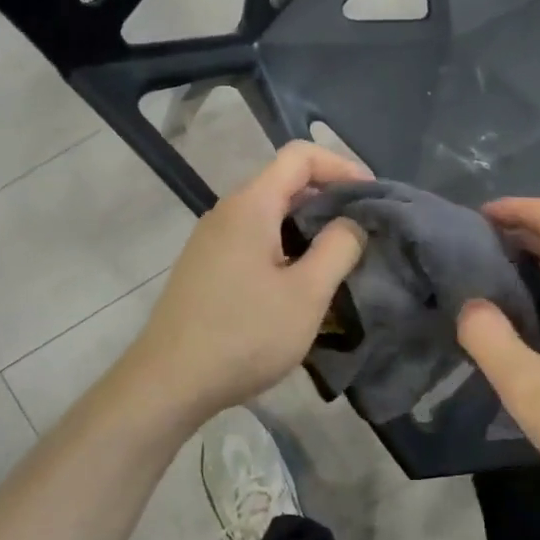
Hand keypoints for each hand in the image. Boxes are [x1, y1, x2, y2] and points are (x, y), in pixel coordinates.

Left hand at [129, 142, 370, 423]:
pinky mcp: (206, 267)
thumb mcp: (307, 294)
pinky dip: (285, 247)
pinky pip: (254, 240)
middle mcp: (227, 212)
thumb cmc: (244, 335)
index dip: (341, 166)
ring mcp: (211, 240)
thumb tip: (352, 221)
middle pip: (284, 183)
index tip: (371, 198)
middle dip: (329, 199)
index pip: (300, 155)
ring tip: (337, 261)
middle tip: (362, 233)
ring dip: (308, 228)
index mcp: (250, 205)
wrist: (168, 383)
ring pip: (270, 215)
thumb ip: (338, 248)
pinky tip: (299, 285)